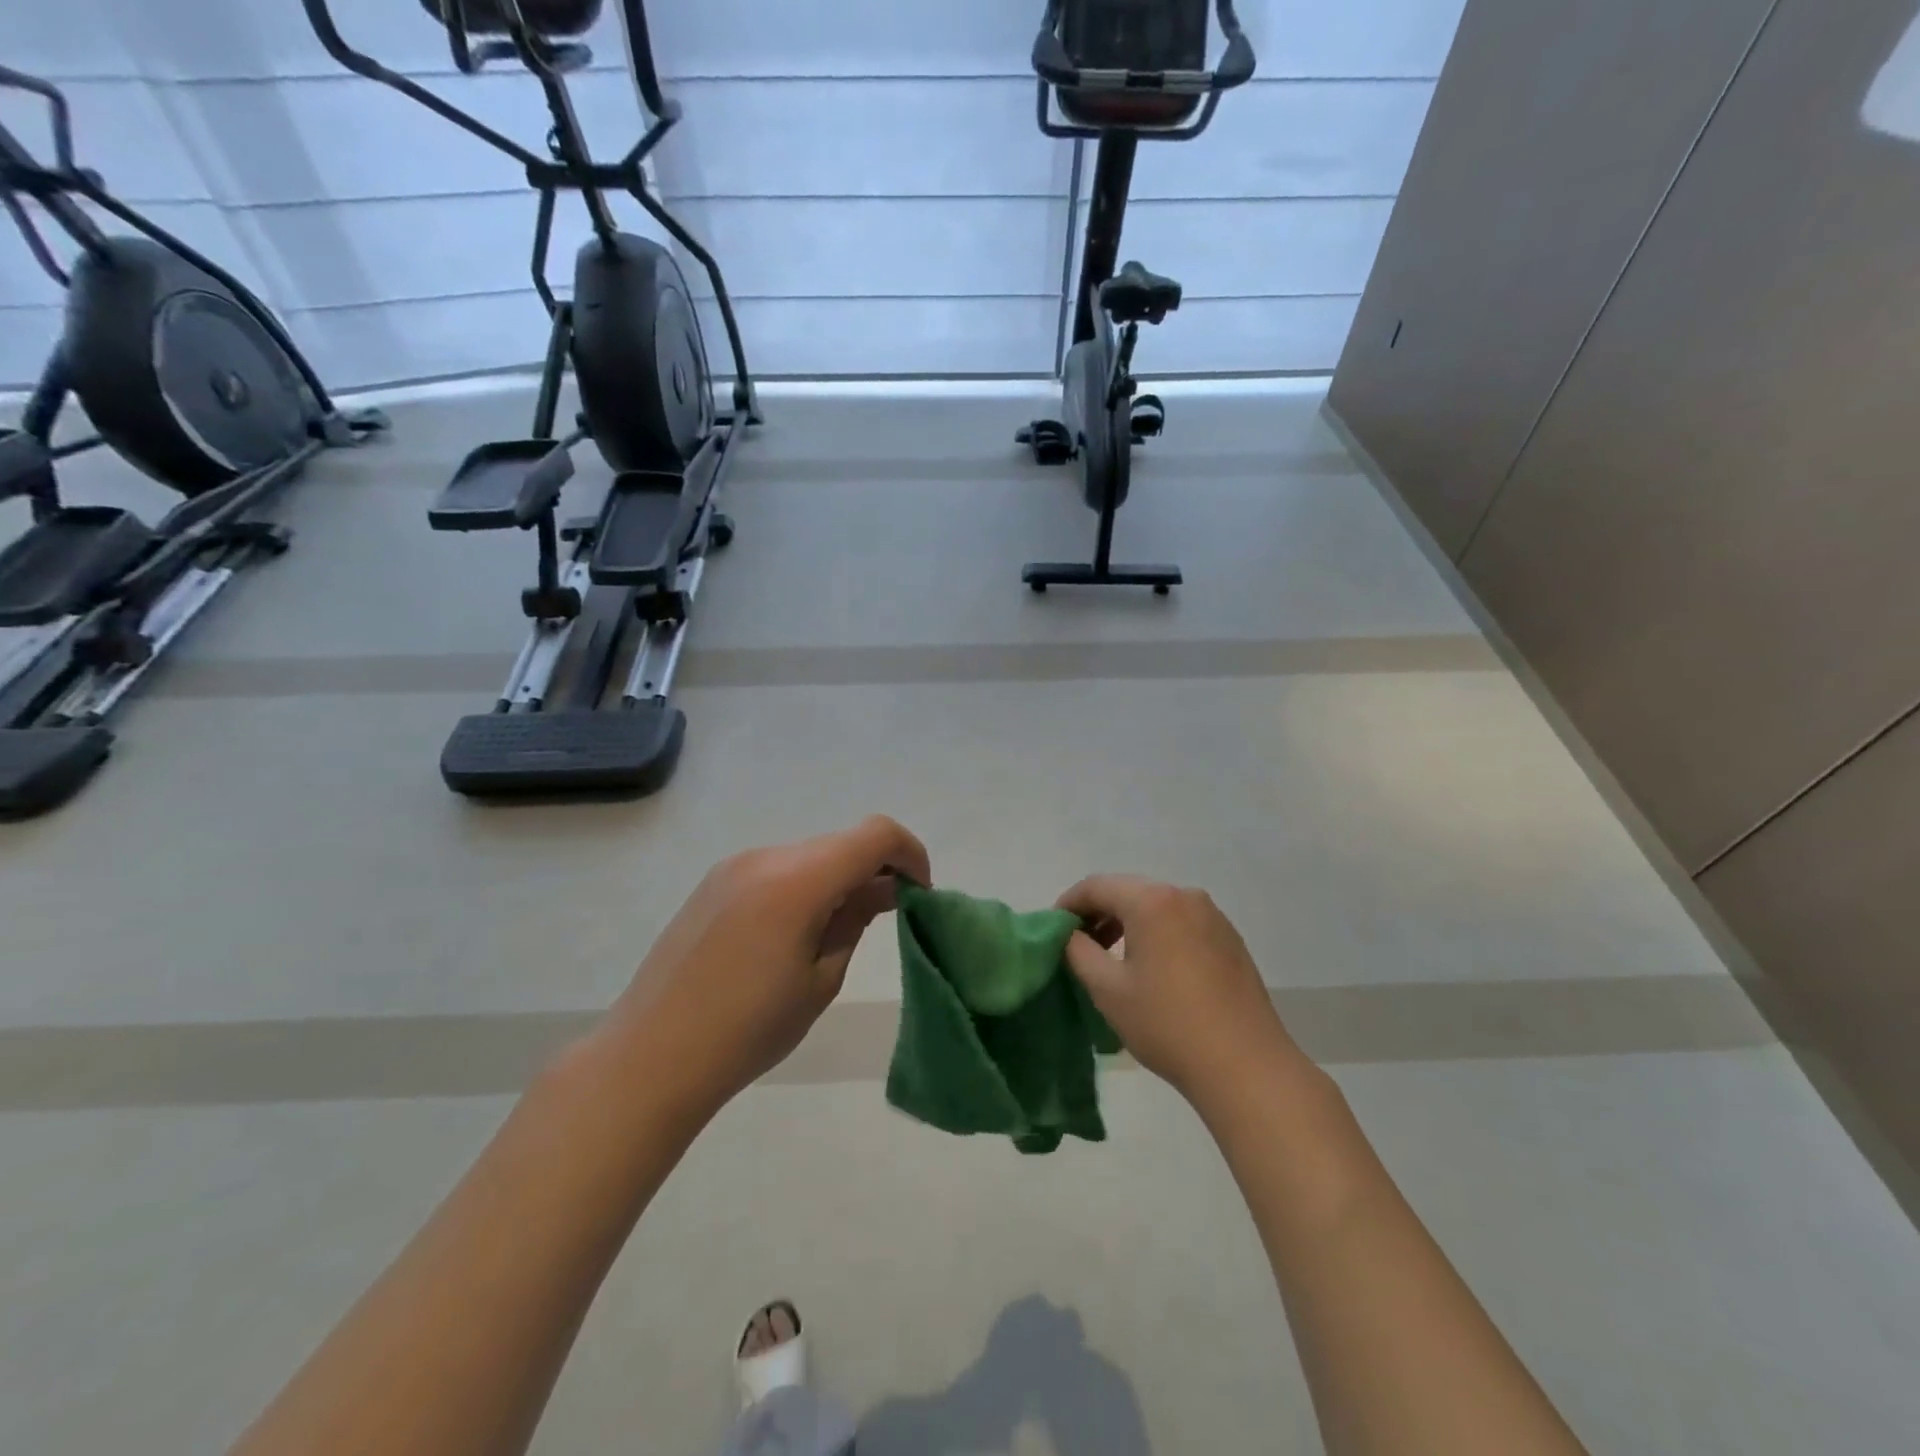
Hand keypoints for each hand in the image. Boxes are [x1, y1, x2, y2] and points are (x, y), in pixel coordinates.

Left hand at [610, 815, 930, 1110]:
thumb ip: (854, 921)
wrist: (650, 1057)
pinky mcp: (713, 883)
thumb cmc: (748, 1030)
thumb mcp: (821, 980)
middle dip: (874, 870)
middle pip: (841, 843)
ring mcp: (734, 866)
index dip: (909, 854)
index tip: (919, 894)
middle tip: (887, 916)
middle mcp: (765, 857)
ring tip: (837, 931)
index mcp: (797, 880)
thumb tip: (880, 891)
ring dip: (837, 878)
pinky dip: (804, 885)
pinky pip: (777, 869)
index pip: (875, 835)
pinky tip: (794, 932)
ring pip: (809, 855)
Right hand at [1056, 876, 1304, 1107]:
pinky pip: (1181, 923)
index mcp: (1151, 901)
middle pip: (1128, 892)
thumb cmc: (1167, 1024)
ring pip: (1156, 907)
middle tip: (1078, 945)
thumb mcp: (1108, 989)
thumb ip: (1078, 951)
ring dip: (1127, 924)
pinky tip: (1152, 968)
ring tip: (1111, 958)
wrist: (1246, 1066)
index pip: (1096, 886)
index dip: (1069, 904)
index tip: (1053, 929)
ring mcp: (1212, 916)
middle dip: (1098, 913)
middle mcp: (1184, 896)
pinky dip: (1157, 934)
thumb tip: (1069, 934)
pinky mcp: (1230, 939)